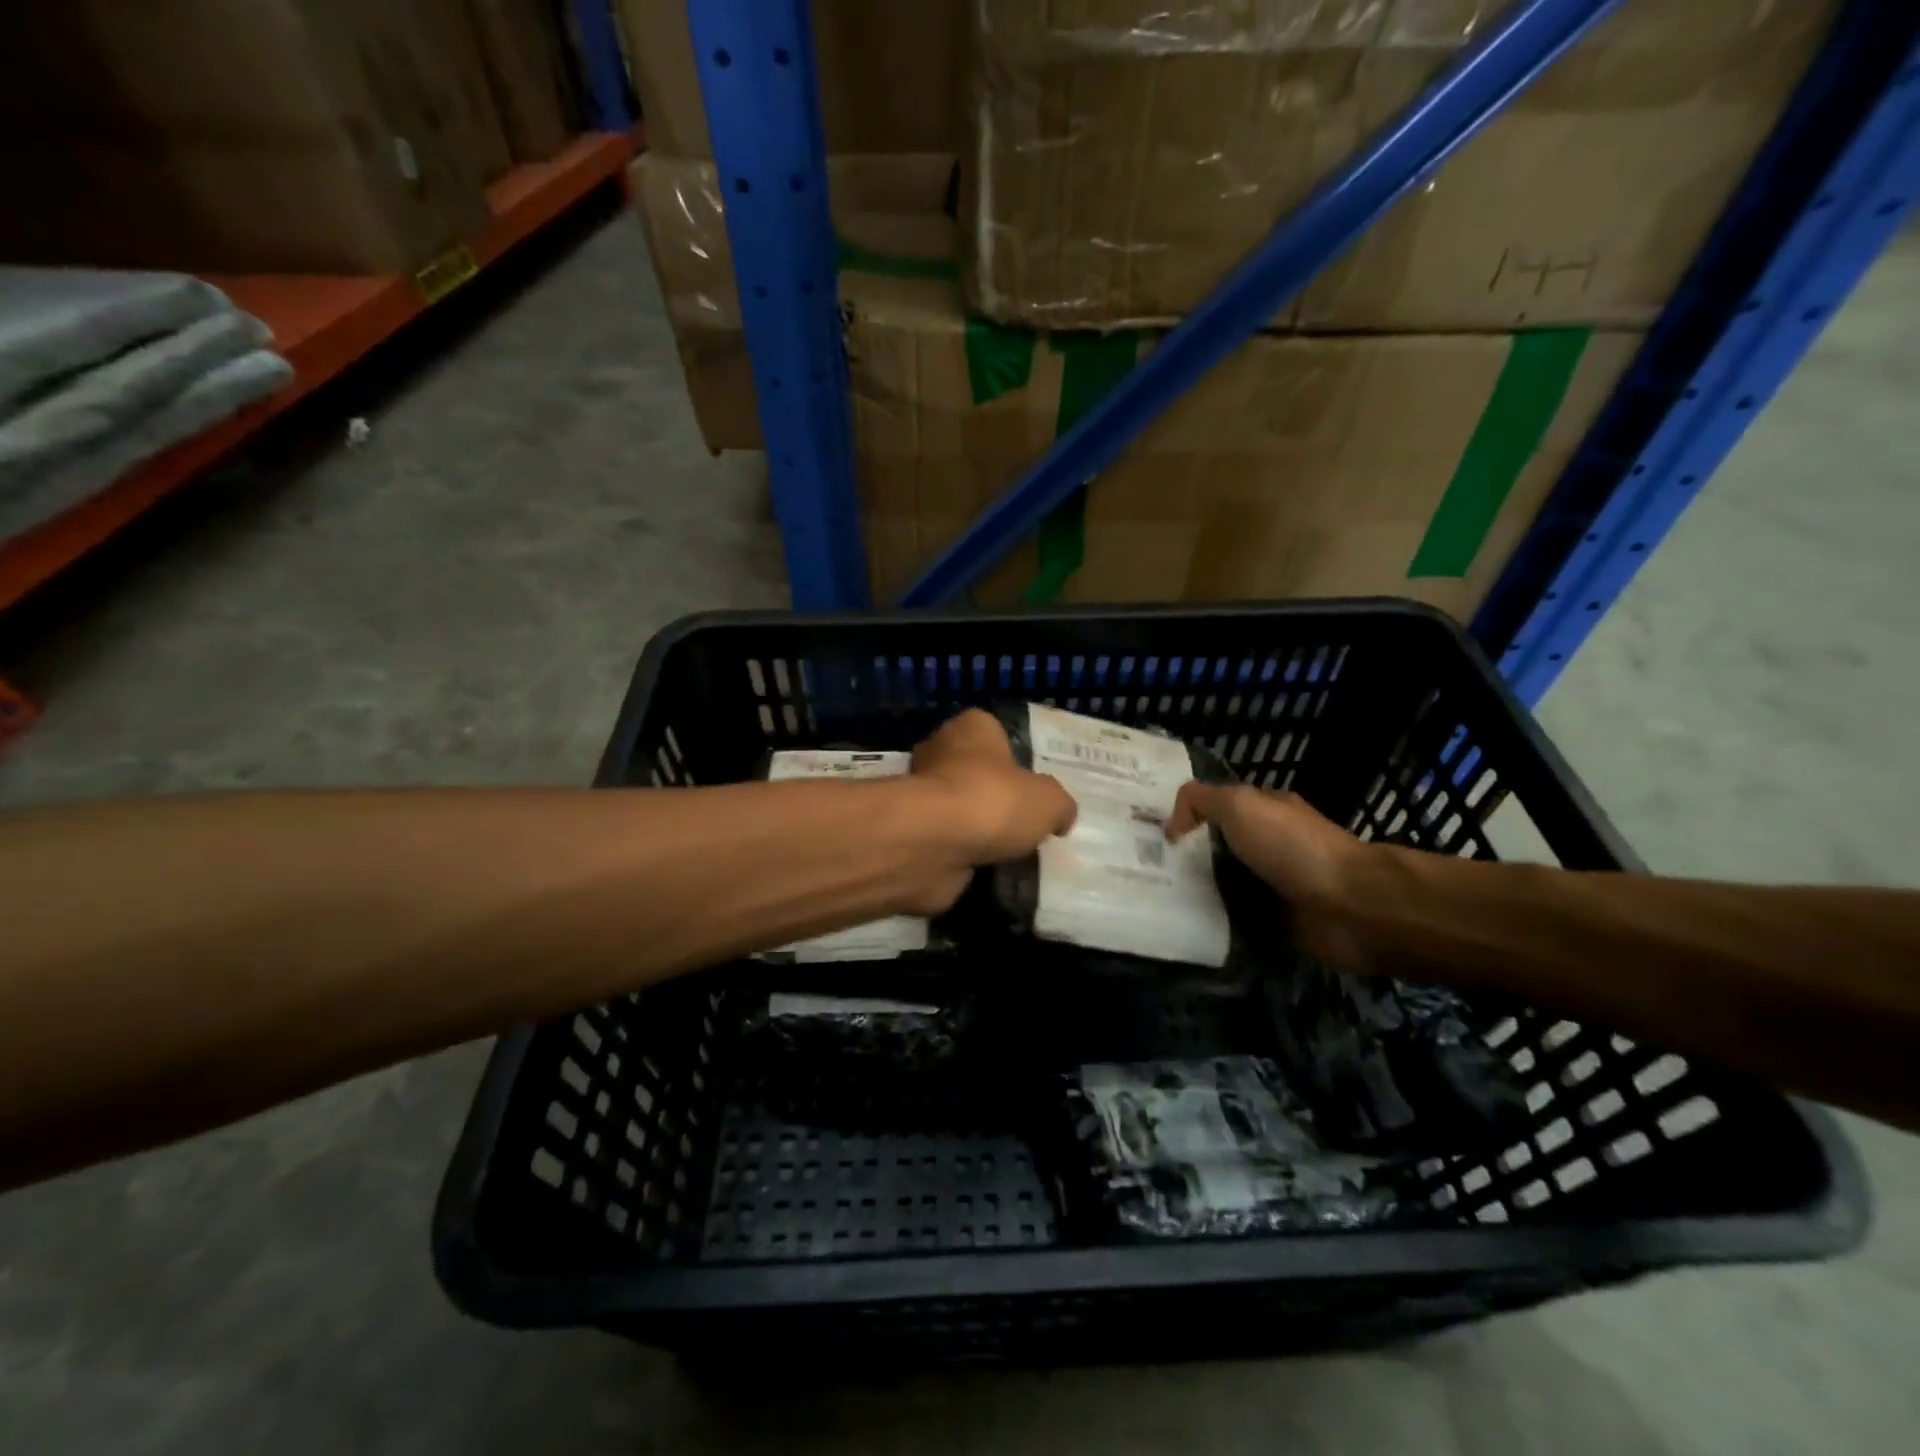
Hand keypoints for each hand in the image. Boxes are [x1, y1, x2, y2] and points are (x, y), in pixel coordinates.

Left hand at [907, 709, 1077, 911]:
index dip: (1013, 755)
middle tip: (1025, 822)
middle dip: (995, 795)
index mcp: (971, 728)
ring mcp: (921, 795)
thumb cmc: (993, 801)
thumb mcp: (1049, 801)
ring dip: (977, 830)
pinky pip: (946, 843)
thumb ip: (1059, 805)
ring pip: (959, 810)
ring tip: (1011, 853)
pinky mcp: (912, 832)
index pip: (993, 732)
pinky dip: (961, 856)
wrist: (933, 844)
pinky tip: (986, 870)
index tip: (1032, 783)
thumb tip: (1060, 817)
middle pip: (974, 771)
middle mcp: (940, 753)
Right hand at [1167, 782, 1368, 964]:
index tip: (1151, 833)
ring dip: (1198, 891)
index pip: (1218, 806)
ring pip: (1225, 884)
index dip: (1186, 815)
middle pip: (1219, 846)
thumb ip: (1201, 800)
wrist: (1351, 907)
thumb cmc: (1293, 847)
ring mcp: (1276, 884)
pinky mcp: (1279, 922)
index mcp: (1267, 810)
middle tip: (1146, 868)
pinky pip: (1238, 919)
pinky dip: (1217, 922)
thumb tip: (1172, 824)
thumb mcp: (1240, 804)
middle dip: (1186, 856)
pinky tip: (1188, 925)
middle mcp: (1271, 844)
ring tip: (1158, 899)